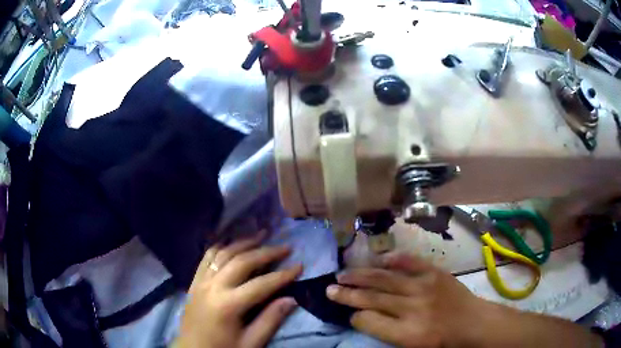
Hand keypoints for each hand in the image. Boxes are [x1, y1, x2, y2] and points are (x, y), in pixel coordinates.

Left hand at [178, 235, 301, 347]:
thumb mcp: (250, 343)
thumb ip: (270, 320)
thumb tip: (291, 299)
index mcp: (228, 305)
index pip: (261, 285)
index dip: (283, 275)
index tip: (299, 266)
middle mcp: (213, 287)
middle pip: (242, 262)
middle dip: (266, 252)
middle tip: (285, 247)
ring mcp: (200, 282)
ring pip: (223, 254)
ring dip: (243, 242)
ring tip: (261, 235)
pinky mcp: (193, 282)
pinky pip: (206, 258)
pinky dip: (220, 247)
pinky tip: (230, 242)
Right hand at [326, 252, 484, 347]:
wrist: (472, 323)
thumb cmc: (442, 342)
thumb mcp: (411, 347)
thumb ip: (385, 333)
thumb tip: (363, 317)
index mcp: (407, 333)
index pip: (368, 321)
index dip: (354, 316)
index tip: (349, 314)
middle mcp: (412, 308)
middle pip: (372, 298)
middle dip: (347, 294)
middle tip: (329, 289)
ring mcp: (424, 287)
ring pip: (385, 278)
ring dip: (361, 275)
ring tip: (343, 273)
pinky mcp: (435, 273)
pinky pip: (410, 262)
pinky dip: (393, 259)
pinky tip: (379, 258)